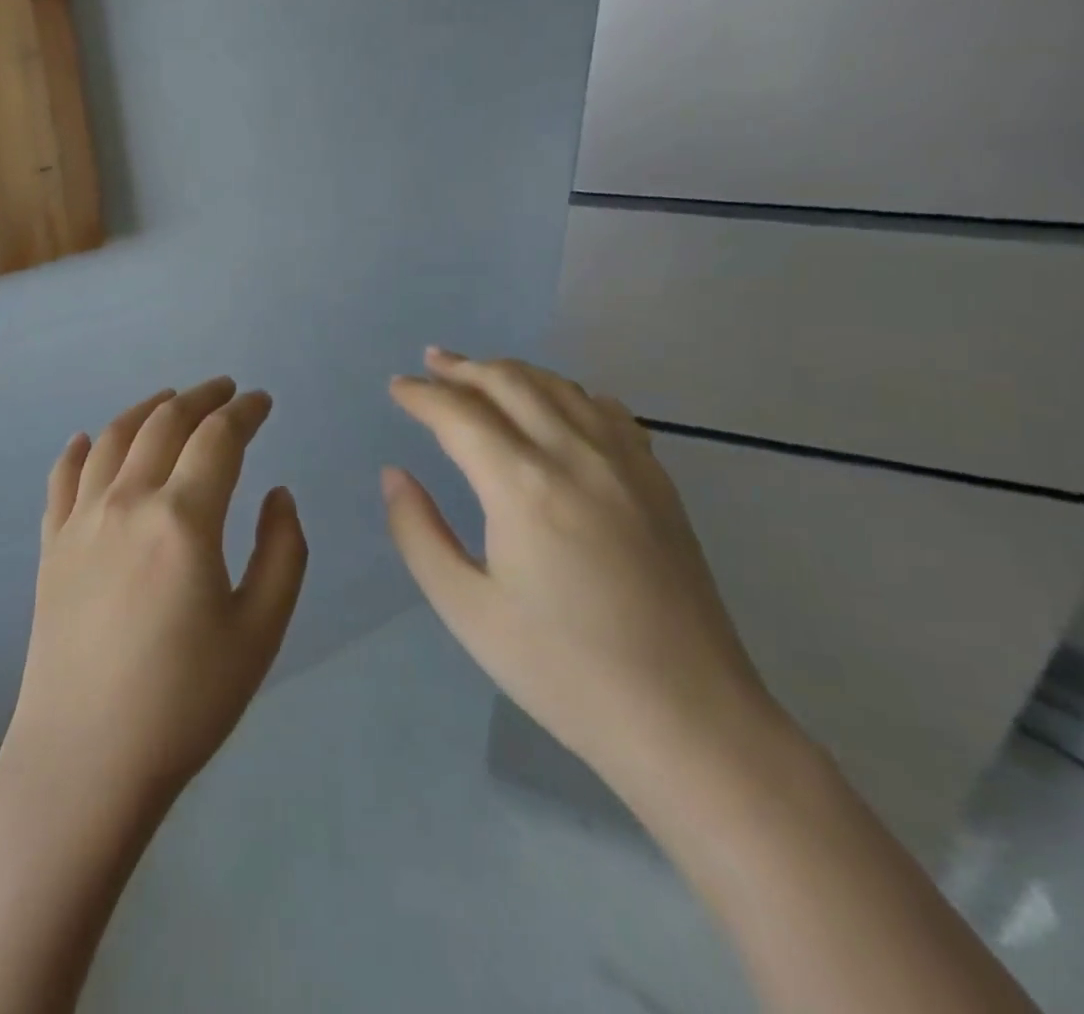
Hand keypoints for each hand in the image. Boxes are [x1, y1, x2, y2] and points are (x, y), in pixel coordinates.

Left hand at [1, 377, 308, 816]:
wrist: (86, 758)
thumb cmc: (185, 700)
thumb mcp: (260, 630)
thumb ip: (282, 552)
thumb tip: (278, 494)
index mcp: (183, 518)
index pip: (218, 438)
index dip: (244, 411)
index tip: (262, 401)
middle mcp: (127, 501)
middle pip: (164, 423)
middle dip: (200, 397)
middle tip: (224, 389)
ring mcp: (81, 520)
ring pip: (113, 438)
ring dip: (146, 409)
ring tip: (168, 399)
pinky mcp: (51, 545)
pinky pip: (62, 478)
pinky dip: (79, 449)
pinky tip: (87, 439)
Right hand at [383, 348, 782, 792]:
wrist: (688, 720)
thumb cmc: (562, 670)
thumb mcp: (466, 609)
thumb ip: (418, 532)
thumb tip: (395, 474)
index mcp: (523, 486)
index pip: (459, 414)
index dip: (421, 395)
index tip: (396, 387)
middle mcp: (575, 456)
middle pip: (510, 383)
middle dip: (463, 368)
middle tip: (430, 363)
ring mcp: (626, 465)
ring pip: (560, 388)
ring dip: (512, 371)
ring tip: (480, 371)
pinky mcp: (658, 484)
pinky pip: (608, 412)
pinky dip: (569, 393)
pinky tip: (559, 403)